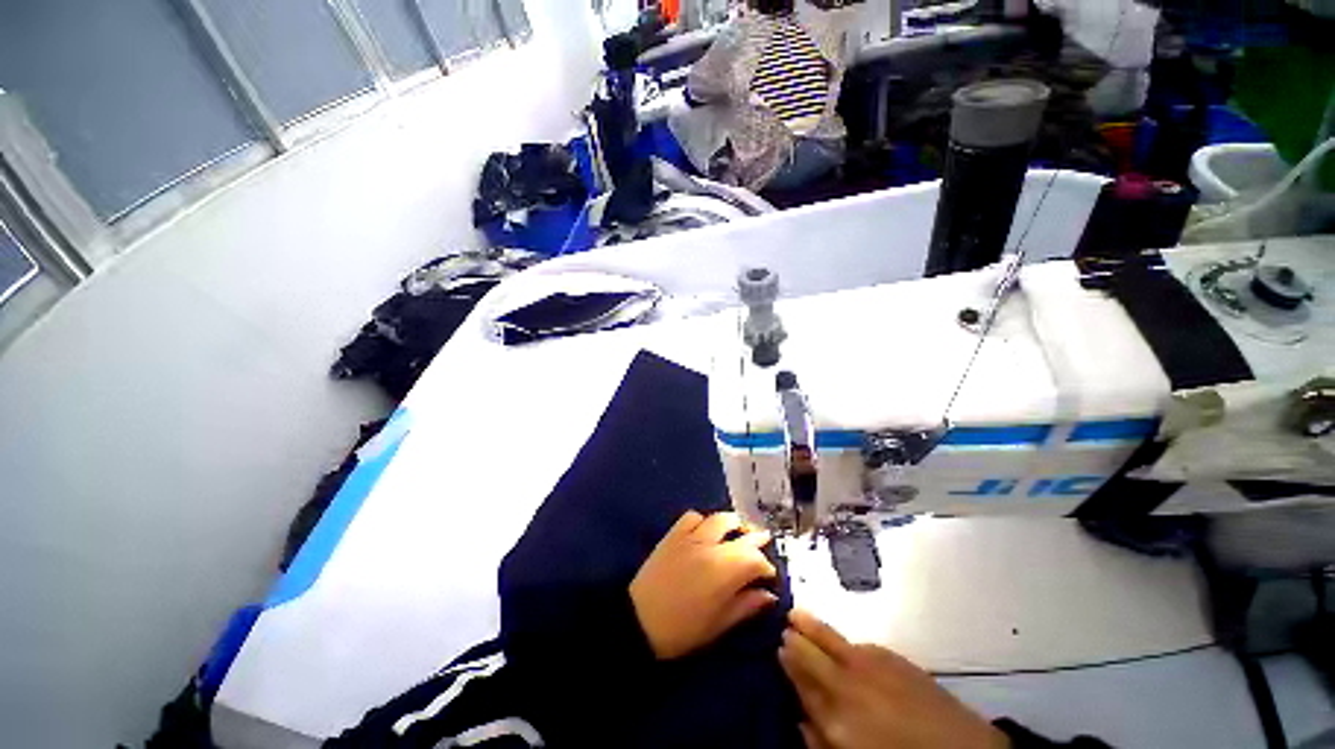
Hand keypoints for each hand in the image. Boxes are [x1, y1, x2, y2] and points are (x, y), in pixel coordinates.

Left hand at [630, 511, 778, 659]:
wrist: (639, 621)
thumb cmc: (683, 630)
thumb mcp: (719, 624)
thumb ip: (746, 605)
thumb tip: (769, 595)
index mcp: (725, 570)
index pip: (755, 559)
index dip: (766, 566)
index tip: (769, 575)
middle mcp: (711, 546)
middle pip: (741, 533)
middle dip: (756, 537)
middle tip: (764, 539)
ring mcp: (691, 536)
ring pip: (719, 519)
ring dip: (733, 523)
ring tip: (738, 529)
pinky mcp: (674, 534)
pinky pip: (692, 517)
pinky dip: (703, 520)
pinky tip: (705, 530)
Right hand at [779, 609, 1009, 748]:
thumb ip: (820, 741)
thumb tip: (799, 718)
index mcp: (835, 714)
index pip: (800, 678)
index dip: (787, 660)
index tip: (779, 646)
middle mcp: (847, 681)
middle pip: (811, 650)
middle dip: (795, 635)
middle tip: (785, 622)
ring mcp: (871, 664)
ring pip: (831, 637)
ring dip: (813, 626)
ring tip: (799, 614)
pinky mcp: (893, 656)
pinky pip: (858, 644)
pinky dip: (845, 642)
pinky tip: (844, 645)